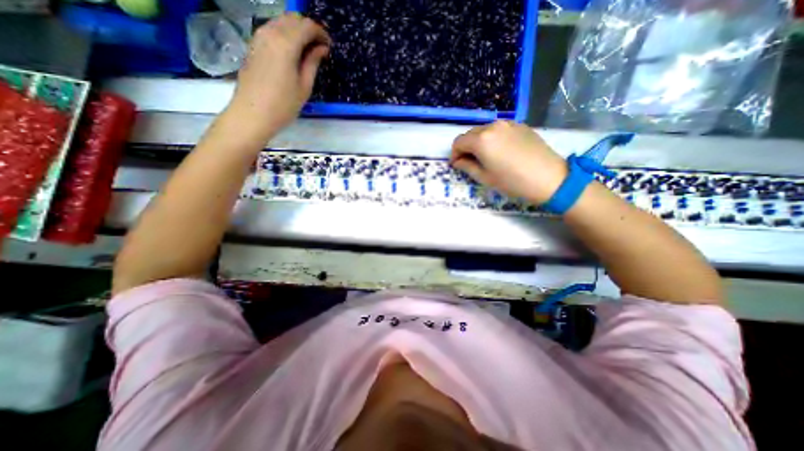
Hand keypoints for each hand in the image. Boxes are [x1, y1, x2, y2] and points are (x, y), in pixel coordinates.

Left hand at [226, 14, 328, 134]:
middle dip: (309, 29)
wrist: (253, 113)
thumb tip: (322, 48)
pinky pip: (272, 29)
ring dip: (297, 30)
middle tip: (320, 47)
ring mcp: (259, 36)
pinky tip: (293, 51)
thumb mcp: (304, 86)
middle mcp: (270, 33)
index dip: (321, 33)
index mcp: (286, 44)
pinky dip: (285, 34)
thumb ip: (312, 63)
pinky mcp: (253, 44)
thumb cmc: (283, 105)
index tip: (329, 46)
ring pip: (281, 21)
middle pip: (293, 19)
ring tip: (308, 50)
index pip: (307, 26)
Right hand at [449, 120, 567, 201]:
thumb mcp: (485, 178)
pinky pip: (498, 129)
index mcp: (481, 140)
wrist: (549, 178)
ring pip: (484, 130)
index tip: (456, 165)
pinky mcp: (520, 125)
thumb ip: (467, 166)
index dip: (454, 154)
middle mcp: (493, 126)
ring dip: (478, 142)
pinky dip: (492, 138)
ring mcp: (508, 123)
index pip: (458, 142)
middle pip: (470, 134)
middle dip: (465, 147)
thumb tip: (457, 161)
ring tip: (485, 157)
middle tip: (469, 162)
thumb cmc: (512, 182)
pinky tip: (500, 151)